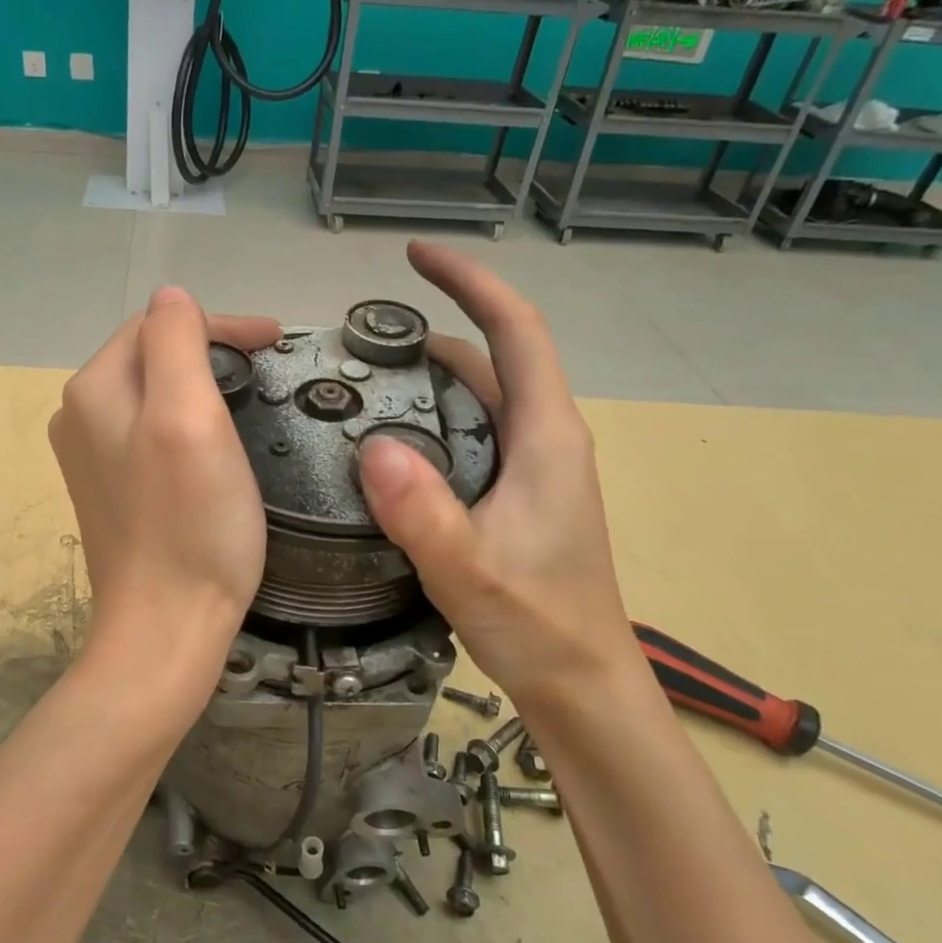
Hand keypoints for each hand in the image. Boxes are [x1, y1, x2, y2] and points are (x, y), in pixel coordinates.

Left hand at [50, 289, 280, 675]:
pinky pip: (150, 434)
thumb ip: (175, 343)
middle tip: (266, 367)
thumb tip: (172, 298)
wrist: (165, 629)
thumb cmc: (189, 524)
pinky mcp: (111, 491)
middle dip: (209, 349)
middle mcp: (79, 416)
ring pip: (152, 394)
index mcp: (94, 389)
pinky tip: (213, 444)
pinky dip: (185, 423)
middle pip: (151, 356)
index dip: (220, 326)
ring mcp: (91, 457)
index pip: (158, 326)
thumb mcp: (187, 417)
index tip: (276, 341)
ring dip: (199, 384)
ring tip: (247, 396)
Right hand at [358, 242, 638, 709]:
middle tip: (360, 336)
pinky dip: (430, 418)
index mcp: (545, 435)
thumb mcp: (470, 570)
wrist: (581, 686)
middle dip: (433, 328)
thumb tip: (370, 446)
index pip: (513, 329)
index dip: (468, 281)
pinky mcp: (514, 493)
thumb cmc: (539, 625)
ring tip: (361, 381)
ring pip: (478, 396)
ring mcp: (530, 467)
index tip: (415, 256)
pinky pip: (469, 433)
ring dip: (428, 376)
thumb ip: (423, 512)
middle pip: (492, 356)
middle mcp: (543, 437)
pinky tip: (387, 443)